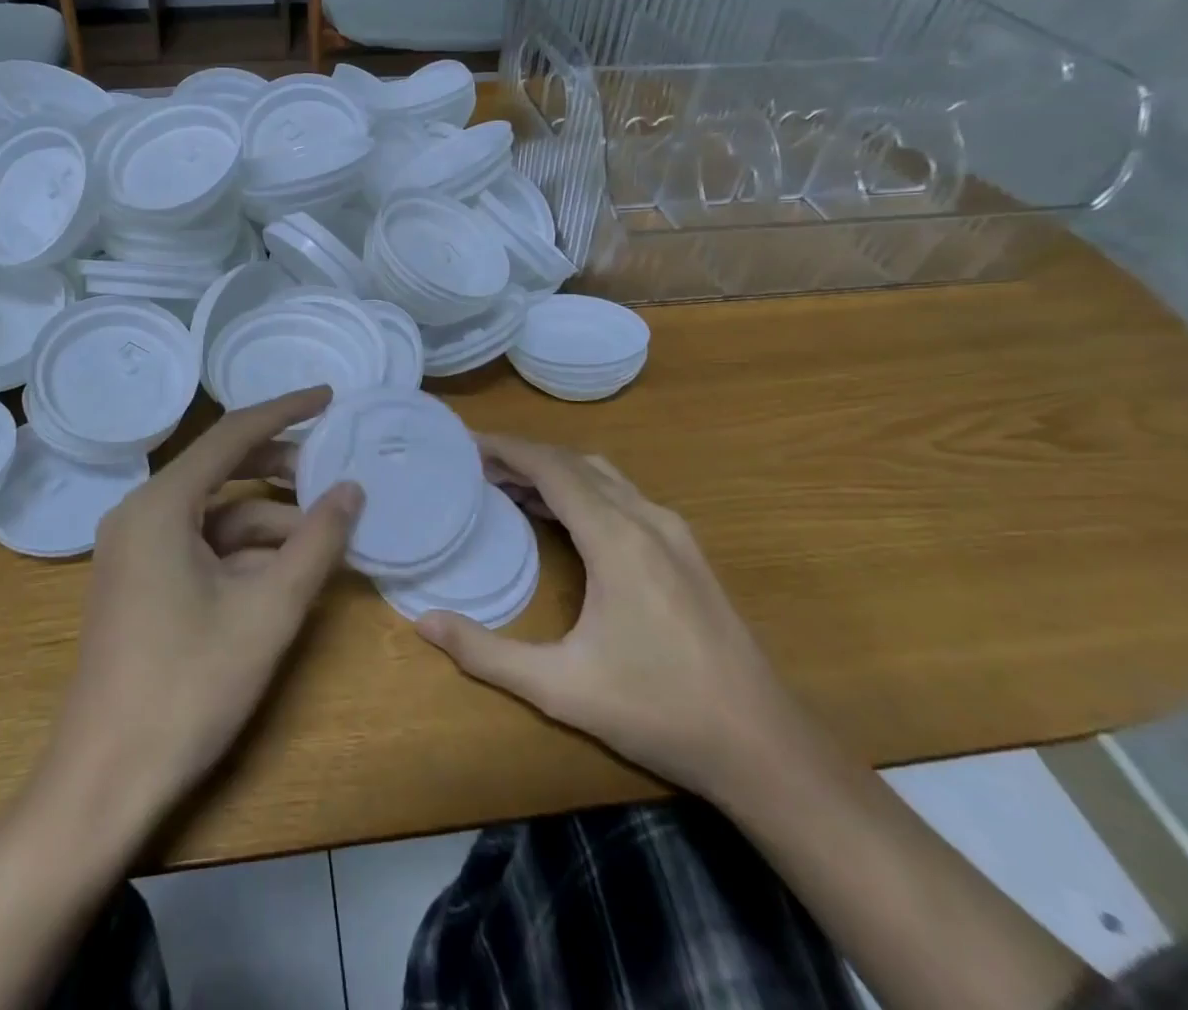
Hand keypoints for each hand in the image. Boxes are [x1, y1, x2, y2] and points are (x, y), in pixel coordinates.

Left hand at [44, 387, 362, 824]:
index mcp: (160, 505)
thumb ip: (316, 543)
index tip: (330, 397)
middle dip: (281, 469)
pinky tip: (288, 570)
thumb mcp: (268, 610)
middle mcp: (141, 514)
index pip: (232, 434)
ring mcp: (136, 551)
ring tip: (326, 532)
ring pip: (216, 514)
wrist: (104, 781)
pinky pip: (201, 546)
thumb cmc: (188, 687)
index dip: (286, 411)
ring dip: (270, 520)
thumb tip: (351, 490)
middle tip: (335, 470)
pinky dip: (245, 551)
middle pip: (222, 469)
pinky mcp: (141, 583)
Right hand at [417, 436, 798, 797]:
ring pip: (604, 477)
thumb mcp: (561, 687)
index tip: (466, 441)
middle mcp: (647, 519)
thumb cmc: (658, 711)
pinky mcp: (686, 552)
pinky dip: (583, 491)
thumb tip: (424, 622)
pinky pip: (624, 497)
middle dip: (524, 457)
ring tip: (509, 486)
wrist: (763, 746)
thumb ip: (487, 654)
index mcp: (617, 538)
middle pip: (576, 464)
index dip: (507, 448)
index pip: (552, 468)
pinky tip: (563, 519)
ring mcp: (673, 533)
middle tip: (476, 465)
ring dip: (555, 472)